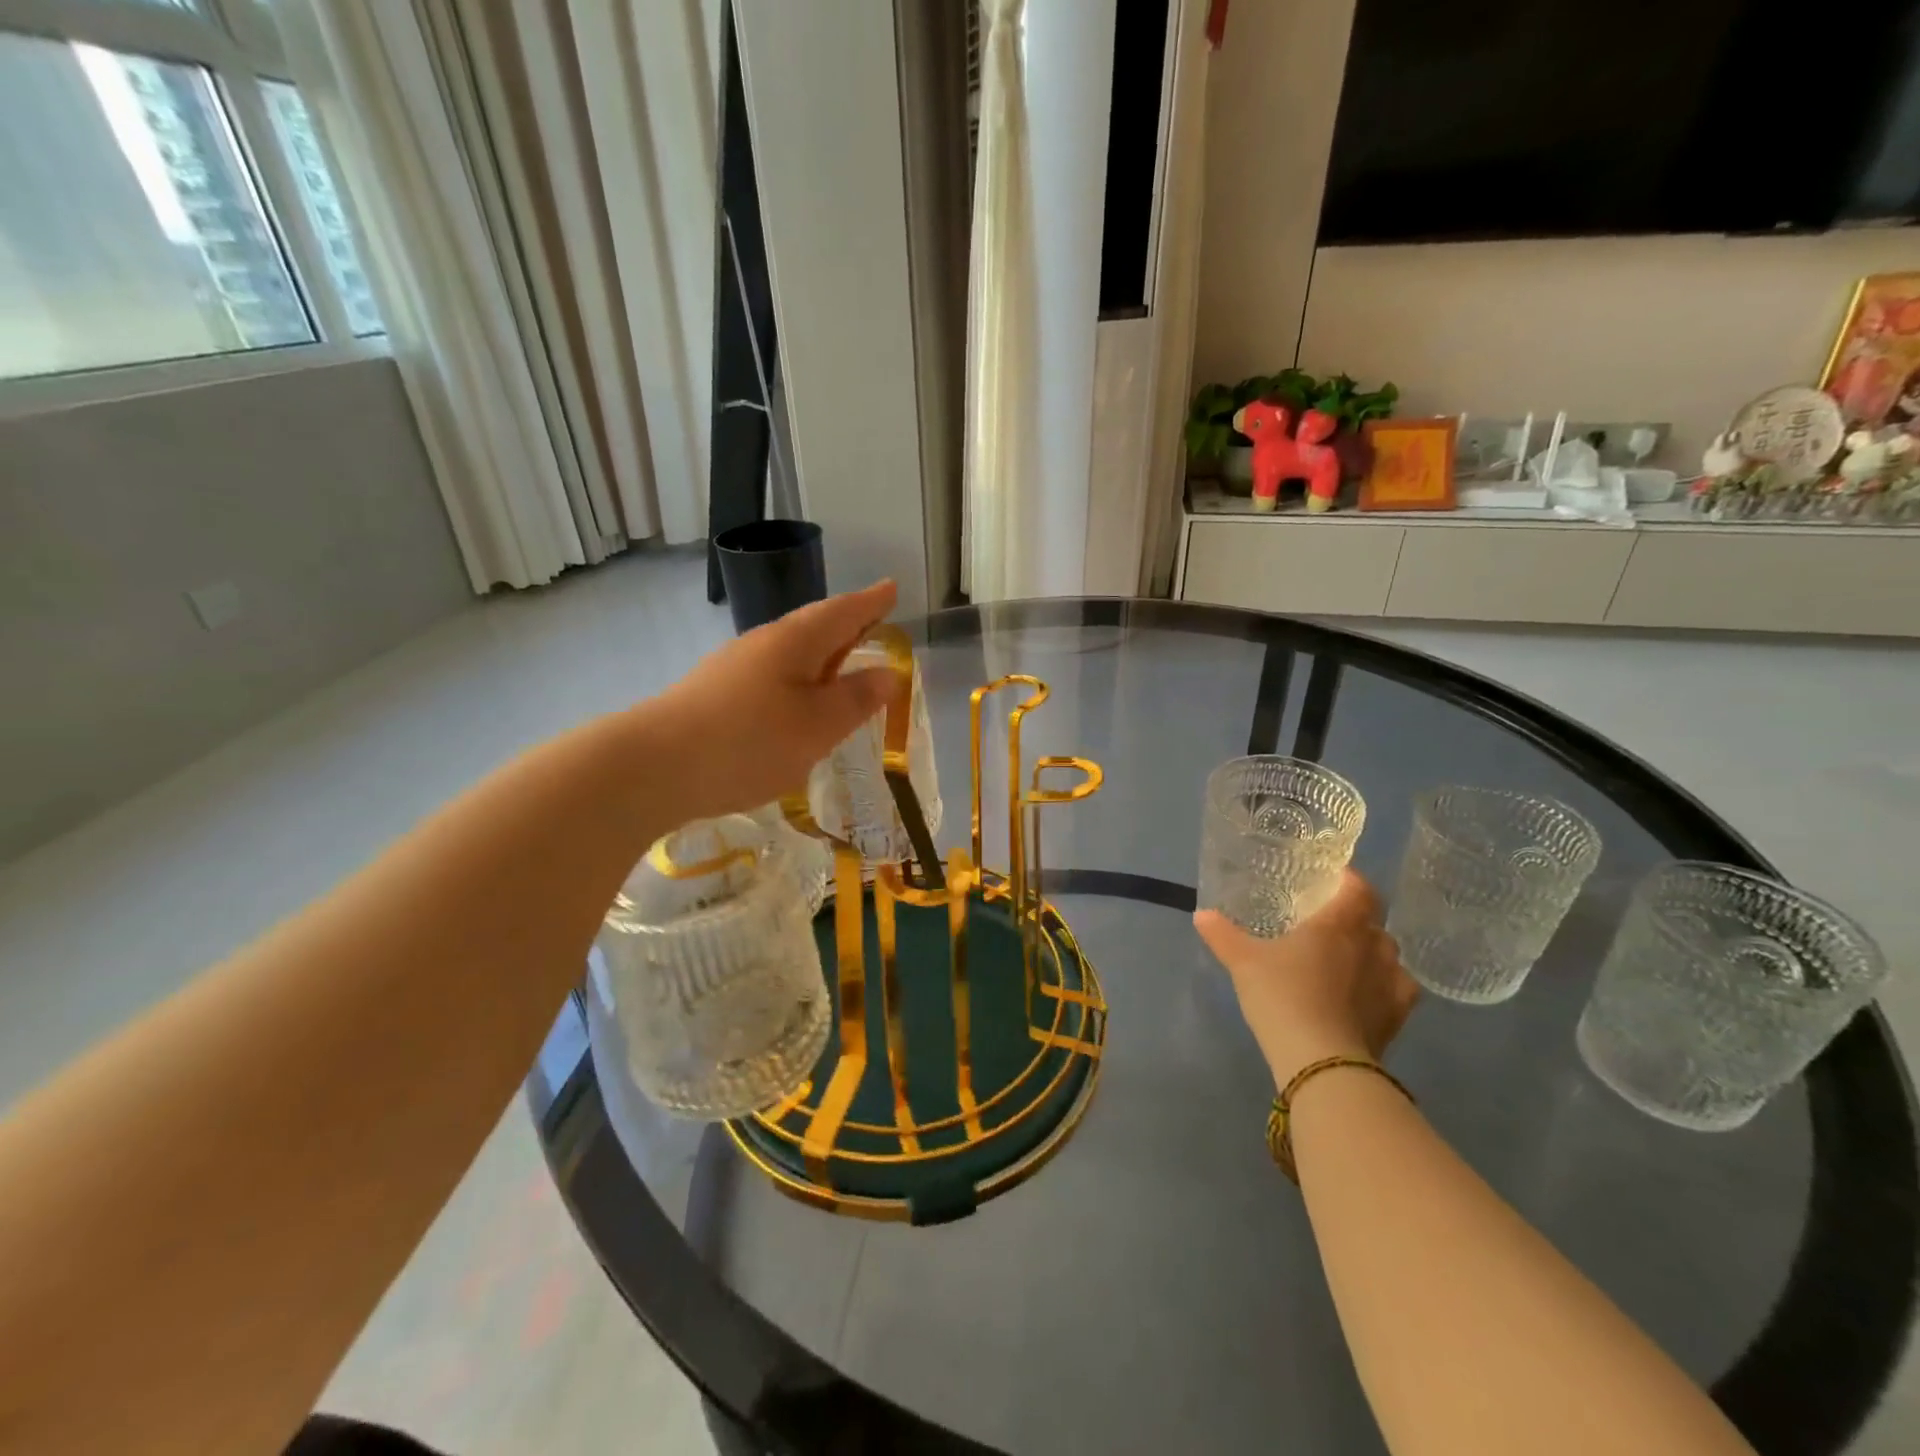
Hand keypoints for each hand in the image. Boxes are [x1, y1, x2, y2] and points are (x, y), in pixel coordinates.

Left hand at [643, 581, 899, 825]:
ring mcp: (733, 668)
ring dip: (820, 657)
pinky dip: (795, 683)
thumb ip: (855, 699)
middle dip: (846, 626)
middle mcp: (763, 644)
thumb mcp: (818, 725)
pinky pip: (770, 678)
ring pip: (790, 654)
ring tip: (840, 668)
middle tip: (873, 625)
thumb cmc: (750, 741)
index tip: (892, 588)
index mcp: (795, 641)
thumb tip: (888, 673)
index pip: (843, 612)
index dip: (871, 602)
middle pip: (814, 627)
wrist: (654, 767)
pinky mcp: (715, 695)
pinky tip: (794, 707)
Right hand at [1195, 871, 1418, 1088]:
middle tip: (1327, 926)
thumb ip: (1223, 935)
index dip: (1350, 881)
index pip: (1359, 889)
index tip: (1333, 882)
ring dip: (1371, 953)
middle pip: (1373, 922)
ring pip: (1388, 955)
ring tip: (1346, 962)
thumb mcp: (1243, 962)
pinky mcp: (1399, 1016)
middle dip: (1355, 920)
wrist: (1321, 1060)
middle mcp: (1372, 946)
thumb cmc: (1282, 996)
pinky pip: (1399, 989)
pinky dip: (1385, 986)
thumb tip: (1202, 915)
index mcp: (1338, 924)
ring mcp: (1392, 982)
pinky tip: (1367, 994)